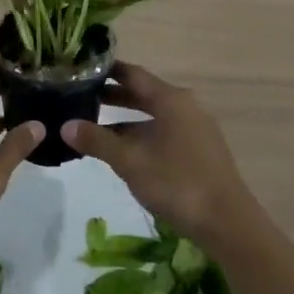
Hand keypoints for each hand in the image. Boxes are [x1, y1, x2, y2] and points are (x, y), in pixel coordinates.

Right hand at [63, 64, 257, 247]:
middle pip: (144, 93)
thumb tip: (65, 125)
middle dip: (114, 96)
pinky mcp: (202, 149)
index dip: (107, 70)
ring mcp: (196, 127)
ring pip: (155, 114)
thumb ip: (97, 141)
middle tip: (82, 97)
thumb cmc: (177, 183)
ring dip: (127, 119)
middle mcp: (185, 105)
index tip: (82, 69)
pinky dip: (144, 133)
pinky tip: (127, 151)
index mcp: (170, 99)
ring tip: (97, 126)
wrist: (228, 224)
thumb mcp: (130, 161)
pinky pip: (166, 130)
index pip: (132, 73)